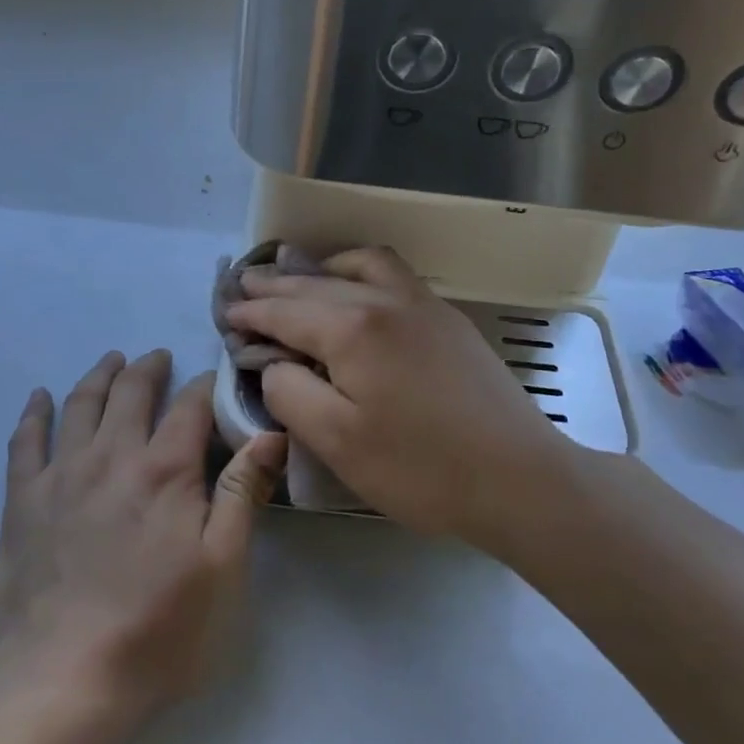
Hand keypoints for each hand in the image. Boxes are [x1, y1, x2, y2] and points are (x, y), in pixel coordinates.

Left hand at [0, 350, 285, 725]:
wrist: (62, 686)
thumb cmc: (158, 632)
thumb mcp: (222, 568)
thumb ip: (242, 493)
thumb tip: (270, 432)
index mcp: (165, 471)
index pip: (190, 406)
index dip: (205, 385)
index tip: (214, 378)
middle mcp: (111, 457)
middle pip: (131, 392)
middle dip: (149, 368)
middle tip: (158, 356)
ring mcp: (60, 476)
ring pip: (80, 405)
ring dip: (99, 376)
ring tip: (112, 361)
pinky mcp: (21, 503)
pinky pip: (25, 442)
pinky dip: (34, 412)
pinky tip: (39, 397)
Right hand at [222, 248, 573, 541]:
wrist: (519, 478)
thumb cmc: (420, 468)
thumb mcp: (336, 441)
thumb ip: (290, 392)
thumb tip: (273, 362)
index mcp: (352, 328)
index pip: (285, 310)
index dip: (251, 313)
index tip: (225, 314)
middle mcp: (385, 299)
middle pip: (316, 283)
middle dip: (275, 284)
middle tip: (244, 287)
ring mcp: (423, 303)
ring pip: (359, 266)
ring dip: (321, 268)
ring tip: (298, 278)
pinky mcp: (447, 318)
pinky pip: (393, 275)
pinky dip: (360, 273)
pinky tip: (356, 291)